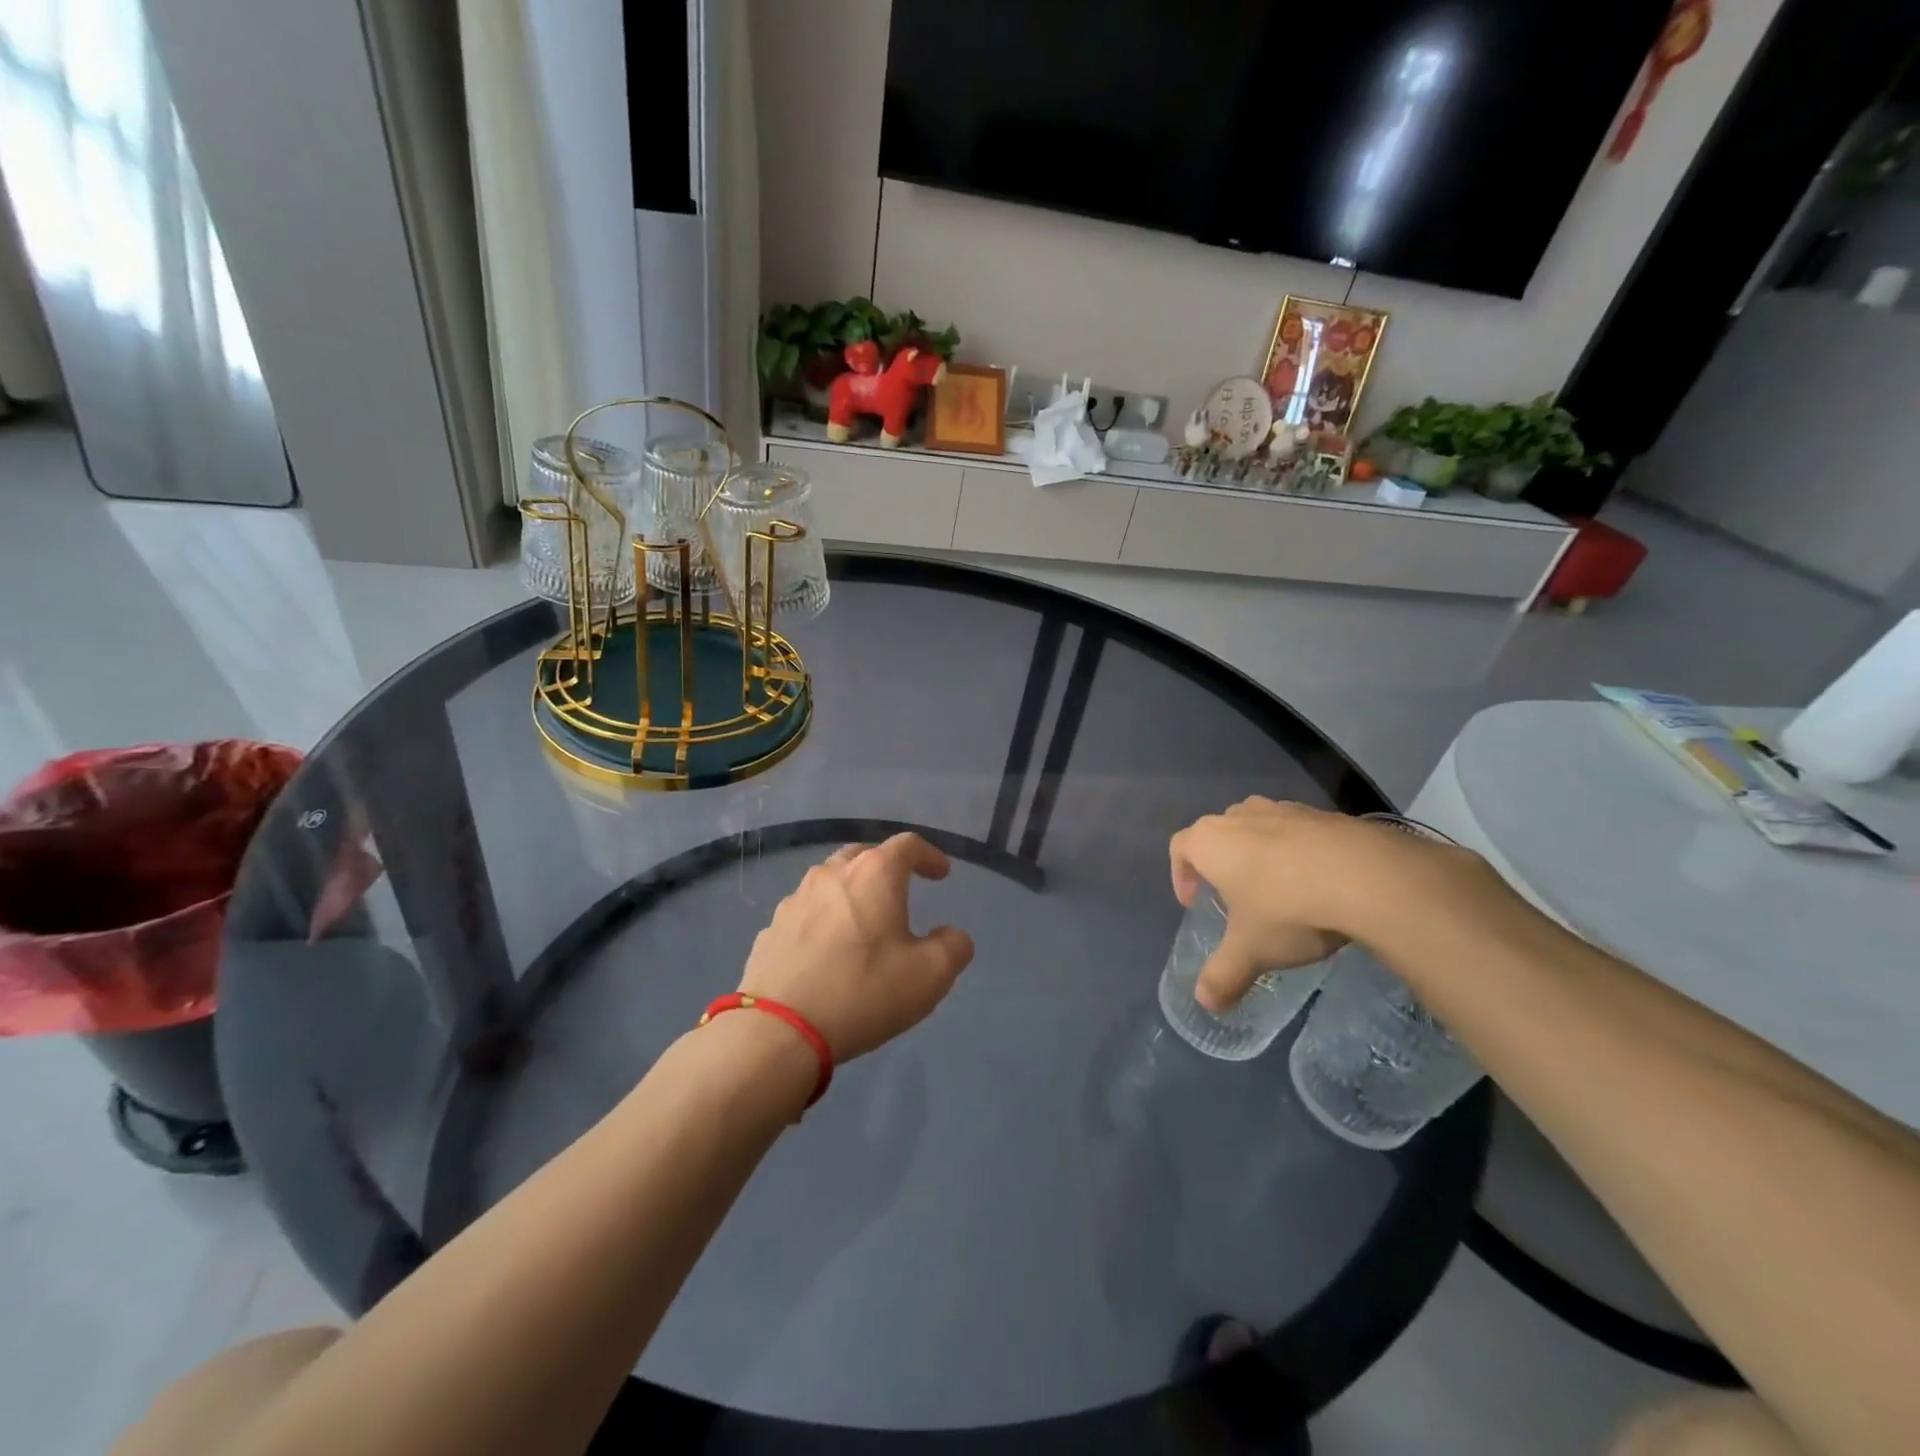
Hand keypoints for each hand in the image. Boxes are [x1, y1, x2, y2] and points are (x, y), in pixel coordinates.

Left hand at [739, 833, 974, 1061]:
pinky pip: (806, 911)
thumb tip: (952, 935)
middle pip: (864, 854)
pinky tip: (827, 949)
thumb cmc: (863, 991)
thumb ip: (953, 947)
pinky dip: (824, 918)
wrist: (778, 1029)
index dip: (929, 855)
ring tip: (863, 919)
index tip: (941, 875)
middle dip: (887, 866)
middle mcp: (832, 874)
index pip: (908, 845)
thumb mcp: (930, 975)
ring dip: (852, 891)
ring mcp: (796, 899)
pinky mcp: (771, 928)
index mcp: (874, 874)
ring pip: (830, 880)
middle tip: (901, 888)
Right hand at [1168, 798, 1486, 1012]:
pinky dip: (1301, 852)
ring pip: (1260, 827)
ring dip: (1261, 854)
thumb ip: (1223, 976)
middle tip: (1235, 898)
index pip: (1180, 847)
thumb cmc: (1288, 909)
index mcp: (1211, 841)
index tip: (1194, 902)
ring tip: (1280, 890)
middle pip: (1219, 833)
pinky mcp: (1325, 814)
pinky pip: (1300, 831)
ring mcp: (1286, 809)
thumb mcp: (1251, 951)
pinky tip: (1321, 883)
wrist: (1367, 876)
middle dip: (1222, 863)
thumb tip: (1205, 1003)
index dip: (1180, 874)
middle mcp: (1242, 816)